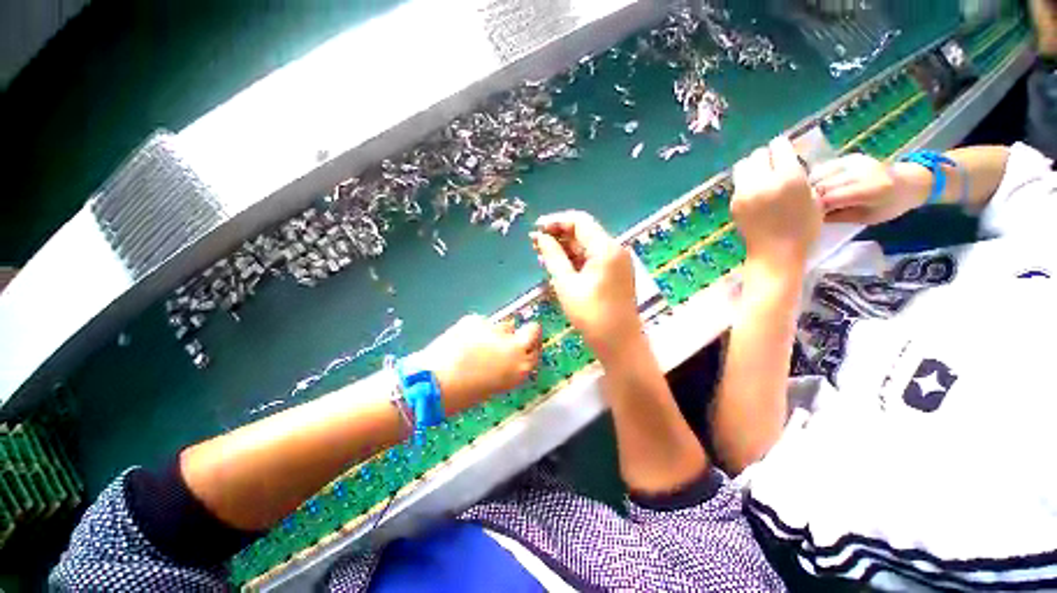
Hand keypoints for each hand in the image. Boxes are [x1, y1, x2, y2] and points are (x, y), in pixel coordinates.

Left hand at [421, 314, 540, 413]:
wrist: (432, 385)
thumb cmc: (464, 394)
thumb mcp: (496, 385)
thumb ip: (508, 367)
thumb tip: (507, 355)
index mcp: (521, 368)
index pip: (537, 349)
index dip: (531, 346)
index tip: (523, 346)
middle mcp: (515, 347)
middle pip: (532, 329)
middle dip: (525, 332)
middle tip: (507, 339)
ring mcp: (496, 330)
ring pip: (503, 325)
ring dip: (494, 333)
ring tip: (474, 345)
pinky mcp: (477, 319)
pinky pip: (481, 323)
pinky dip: (473, 330)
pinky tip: (460, 341)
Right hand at [530, 211, 640, 364]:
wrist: (618, 342)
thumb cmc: (590, 315)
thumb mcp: (566, 284)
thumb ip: (553, 256)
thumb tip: (540, 237)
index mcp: (606, 248)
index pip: (579, 221)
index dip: (555, 221)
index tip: (536, 229)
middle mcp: (615, 249)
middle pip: (584, 232)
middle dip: (558, 235)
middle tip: (534, 243)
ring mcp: (617, 261)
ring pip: (587, 246)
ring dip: (565, 248)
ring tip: (541, 254)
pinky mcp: (615, 272)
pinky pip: (592, 258)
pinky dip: (575, 259)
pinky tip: (558, 265)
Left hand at [732, 137, 822, 271]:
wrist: (774, 252)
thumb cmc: (802, 228)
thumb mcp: (814, 197)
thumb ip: (800, 176)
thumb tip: (788, 163)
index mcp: (789, 176)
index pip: (779, 145)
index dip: (783, 147)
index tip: (786, 153)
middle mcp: (763, 181)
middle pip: (758, 154)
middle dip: (767, 157)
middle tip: (774, 166)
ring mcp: (744, 192)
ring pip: (744, 165)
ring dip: (753, 167)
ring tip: (762, 177)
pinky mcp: (733, 202)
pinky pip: (738, 183)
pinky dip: (746, 182)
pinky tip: (755, 192)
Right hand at [810, 153, 929, 224]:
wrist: (911, 182)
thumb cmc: (889, 206)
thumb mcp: (867, 218)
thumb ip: (840, 216)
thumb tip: (813, 216)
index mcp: (870, 189)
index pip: (830, 198)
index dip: (815, 209)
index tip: (809, 217)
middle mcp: (861, 171)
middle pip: (822, 186)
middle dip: (811, 199)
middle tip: (807, 210)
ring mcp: (855, 162)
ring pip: (818, 176)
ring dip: (810, 189)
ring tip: (811, 199)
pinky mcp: (849, 158)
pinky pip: (823, 169)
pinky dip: (816, 179)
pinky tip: (818, 187)